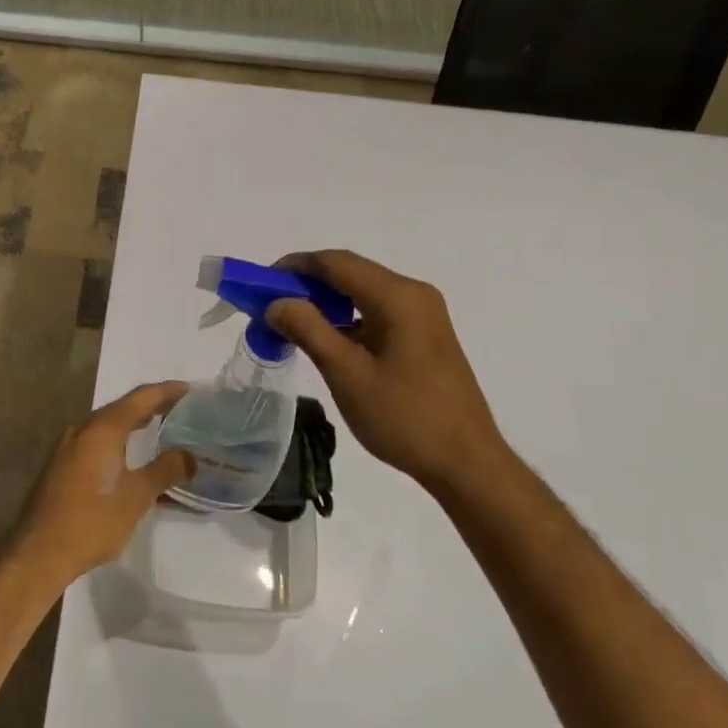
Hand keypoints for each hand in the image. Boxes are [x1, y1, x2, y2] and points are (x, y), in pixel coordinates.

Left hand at [11, 383, 195, 588]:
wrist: (39, 551)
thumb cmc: (93, 520)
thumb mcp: (137, 496)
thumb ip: (165, 470)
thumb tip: (191, 456)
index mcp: (102, 429)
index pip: (140, 398)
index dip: (166, 391)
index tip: (189, 389)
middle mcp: (83, 428)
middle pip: (122, 407)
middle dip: (150, 405)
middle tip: (178, 408)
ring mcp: (67, 446)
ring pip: (106, 424)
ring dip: (132, 423)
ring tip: (158, 427)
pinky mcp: (60, 464)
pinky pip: (95, 440)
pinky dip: (116, 439)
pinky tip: (128, 455)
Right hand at [266, 250, 512, 496]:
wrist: (467, 464)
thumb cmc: (405, 418)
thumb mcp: (347, 374)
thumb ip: (308, 330)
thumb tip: (276, 302)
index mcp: (397, 296)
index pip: (336, 263)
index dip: (295, 266)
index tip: (261, 283)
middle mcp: (413, 294)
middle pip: (350, 272)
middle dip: (306, 284)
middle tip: (270, 305)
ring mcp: (423, 314)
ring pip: (362, 292)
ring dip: (326, 301)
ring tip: (291, 323)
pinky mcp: (425, 334)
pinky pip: (376, 311)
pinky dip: (347, 317)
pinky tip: (326, 339)